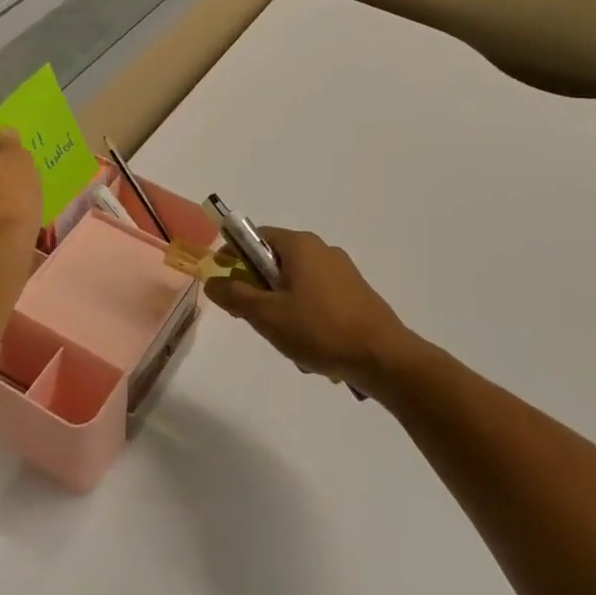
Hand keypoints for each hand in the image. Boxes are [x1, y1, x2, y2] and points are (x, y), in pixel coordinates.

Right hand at [205, 228, 410, 393]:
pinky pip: (318, 300)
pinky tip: (313, 350)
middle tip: (257, 320)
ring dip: (285, 311)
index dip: (235, 257)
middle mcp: (322, 250)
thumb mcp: (268, 315)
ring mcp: (343, 272)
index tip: (224, 283)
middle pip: (276, 263)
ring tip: (290, 344)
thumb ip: (236, 296)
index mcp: (301, 245)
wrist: (383, 357)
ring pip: (297, 286)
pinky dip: (308, 320)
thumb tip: (212, 280)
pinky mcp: (356, 294)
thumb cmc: (320, 329)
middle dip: (262, 292)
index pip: (256, 237)